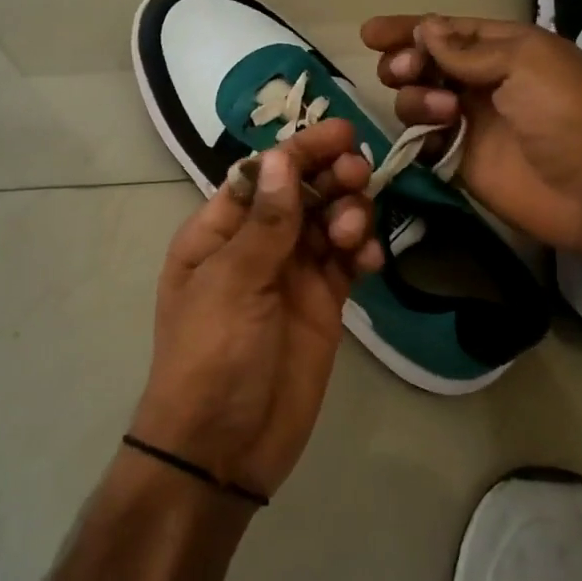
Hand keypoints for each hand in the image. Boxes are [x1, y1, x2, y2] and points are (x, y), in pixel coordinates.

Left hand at [133, 119, 383, 500]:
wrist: (223, 446)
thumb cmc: (211, 357)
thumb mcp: (232, 284)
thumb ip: (265, 223)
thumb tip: (281, 157)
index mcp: (218, 233)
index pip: (262, 175)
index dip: (299, 151)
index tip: (341, 133)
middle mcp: (257, 247)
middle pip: (301, 194)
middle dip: (331, 178)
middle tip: (357, 176)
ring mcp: (292, 276)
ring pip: (329, 224)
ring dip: (349, 214)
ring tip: (356, 232)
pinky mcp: (323, 306)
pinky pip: (347, 263)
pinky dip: (362, 253)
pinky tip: (370, 261)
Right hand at [360, 14, 581, 252]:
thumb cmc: (566, 115)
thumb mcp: (525, 64)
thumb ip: (470, 50)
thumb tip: (424, 29)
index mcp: (504, 49)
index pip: (446, 31)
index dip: (407, 29)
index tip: (369, 34)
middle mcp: (482, 81)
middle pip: (424, 64)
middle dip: (406, 63)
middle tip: (405, 72)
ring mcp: (469, 123)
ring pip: (417, 100)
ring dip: (417, 99)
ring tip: (444, 113)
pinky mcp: (459, 161)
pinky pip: (423, 141)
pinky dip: (417, 136)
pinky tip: (432, 139)